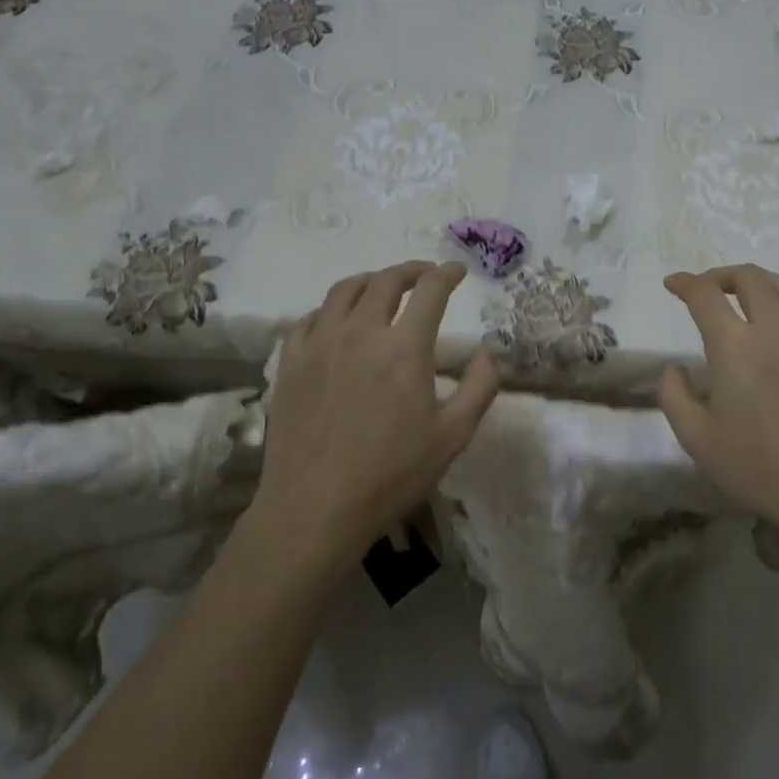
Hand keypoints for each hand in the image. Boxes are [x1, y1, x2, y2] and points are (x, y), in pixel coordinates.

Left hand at [254, 261, 499, 565]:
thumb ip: (479, 387)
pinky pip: (309, 318)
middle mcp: (361, 332)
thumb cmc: (391, 474)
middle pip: (386, 281)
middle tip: (425, 275)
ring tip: (382, 287)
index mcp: (404, 347)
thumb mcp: (453, 436)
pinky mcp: (290, 362)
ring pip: (344, 290)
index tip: (457, 271)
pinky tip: (336, 321)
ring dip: (371, 281)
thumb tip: (488, 352)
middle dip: (412, 271)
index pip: (430, 291)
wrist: (315, 507)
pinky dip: (330, 309)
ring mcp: (320, 344)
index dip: (447, 274)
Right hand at [659, 265, 778, 536]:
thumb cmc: (759, 466)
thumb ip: (674, 396)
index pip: (705, 294)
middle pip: (750, 277)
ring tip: (744, 298)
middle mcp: (776, 328)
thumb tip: (675, 370)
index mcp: (736, 345)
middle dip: (721, 274)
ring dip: (758, 283)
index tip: (672, 284)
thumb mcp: (697, 439)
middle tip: (707, 289)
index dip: (685, 283)